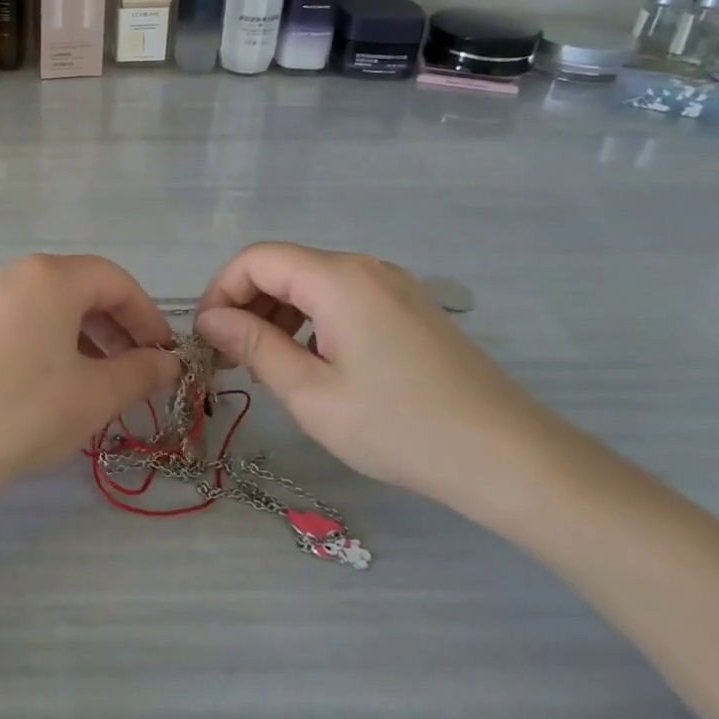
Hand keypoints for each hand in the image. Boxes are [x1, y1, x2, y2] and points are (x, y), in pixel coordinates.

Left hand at [0, 255, 180, 510]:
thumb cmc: (23, 412)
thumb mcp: (93, 395)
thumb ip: (140, 373)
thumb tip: (169, 363)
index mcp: (50, 277)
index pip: (115, 281)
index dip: (148, 316)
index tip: (165, 355)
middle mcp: (15, 275)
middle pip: (81, 288)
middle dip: (117, 327)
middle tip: (137, 370)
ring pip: (50, 307)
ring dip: (86, 337)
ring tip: (101, 381)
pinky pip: (22, 322)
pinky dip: (51, 343)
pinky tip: (56, 384)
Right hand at [195, 243, 565, 521]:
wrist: (511, 459)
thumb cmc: (401, 427)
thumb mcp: (312, 393)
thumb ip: (254, 347)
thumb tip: (211, 320)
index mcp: (338, 278)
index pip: (256, 259)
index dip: (220, 290)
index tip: (206, 338)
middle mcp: (365, 268)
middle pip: (284, 267)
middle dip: (247, 305)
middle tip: (231, 359)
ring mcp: (392, 286)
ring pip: (312, 283)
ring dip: (277, 315)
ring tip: (268, 366)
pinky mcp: (409, 309)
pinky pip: (342, 299)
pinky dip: (311, 321)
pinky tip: (312, 363)